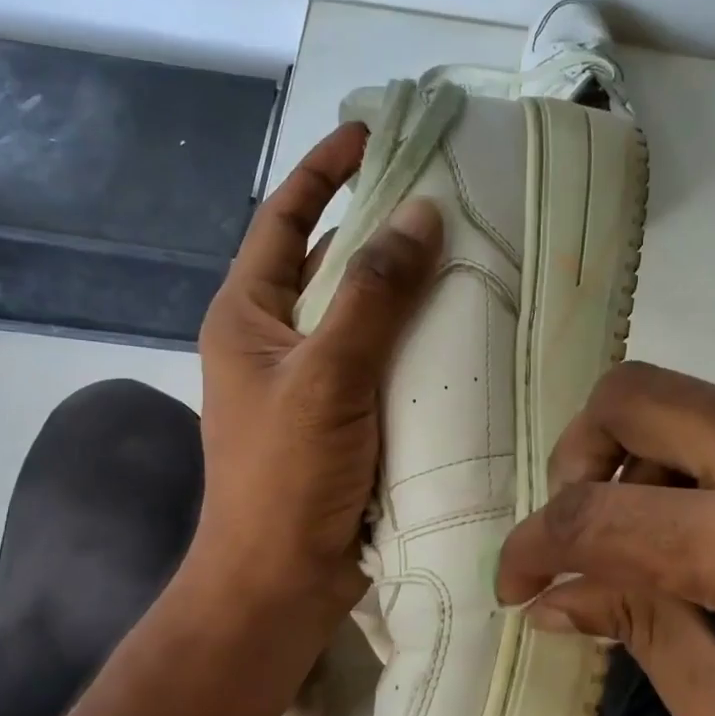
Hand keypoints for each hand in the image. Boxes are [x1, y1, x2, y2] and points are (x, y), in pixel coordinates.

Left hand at [186, 124, 441, 645]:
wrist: (279, 582)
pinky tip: (462, 328)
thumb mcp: (327, 376)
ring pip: (362, 313)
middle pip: (330, 262)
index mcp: (247, 315)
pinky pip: (382, 358)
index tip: (373, 133)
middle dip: (379, 227)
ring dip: (404, 286)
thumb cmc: (286, 477)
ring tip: (466, 252)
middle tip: (444, 195)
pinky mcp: (344, 416)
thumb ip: (372, 295)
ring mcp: (310, 379)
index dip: (324, 171)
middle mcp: (275, 338)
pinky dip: (415, 339)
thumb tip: (419, 213)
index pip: (284, 220)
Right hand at [498, 361, 714, 715]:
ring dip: (631, 460)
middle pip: (634, 394)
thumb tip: (551, 594)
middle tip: (575, 531)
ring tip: (639, 546)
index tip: (512, 584)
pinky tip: (696, 538)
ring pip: (681, 401)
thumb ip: (634, 630)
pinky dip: (684, 468)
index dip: (534, 545)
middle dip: (576, 457)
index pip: (602, 514)